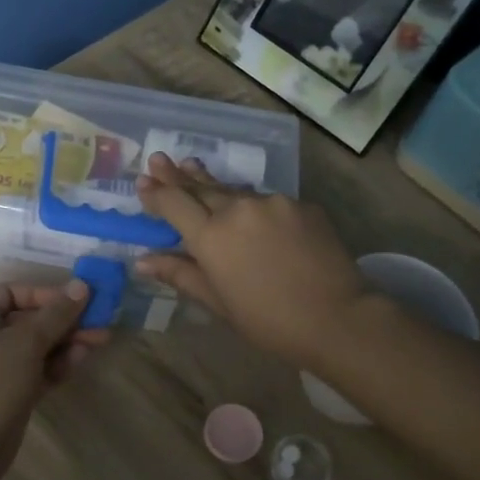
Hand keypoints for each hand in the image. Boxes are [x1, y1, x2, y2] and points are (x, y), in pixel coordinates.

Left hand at [0, 281, 105, 479]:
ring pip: (36, 347)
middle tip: (100, 320)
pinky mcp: (9, 393)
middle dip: (64, 320)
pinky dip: (58, 364)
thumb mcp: (26, 342)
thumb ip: (56, 314)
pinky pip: (37, 370)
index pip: (11, 293)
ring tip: (100, 340)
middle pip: (28, 320)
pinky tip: (82, 359)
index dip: (44, 293)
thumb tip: (81, 285)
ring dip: (66, 342)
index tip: (75, 299)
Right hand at [135, 154, 365, 368]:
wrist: (337, 317)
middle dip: (178, 174)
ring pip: (236, 192)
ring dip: (214, 185)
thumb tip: (143, 261)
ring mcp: (272, 202)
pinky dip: (253, 205)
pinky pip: (268, 202)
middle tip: (160, 159)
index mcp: (211, 237)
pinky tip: (251, 212)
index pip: (174, 204)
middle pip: (201, 187)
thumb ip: (181, 274)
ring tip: (194, 169)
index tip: (142, 180)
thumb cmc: (268, 320)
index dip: (156, 192)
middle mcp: (238, 209)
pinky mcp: (301, 204)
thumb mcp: (218, 302)